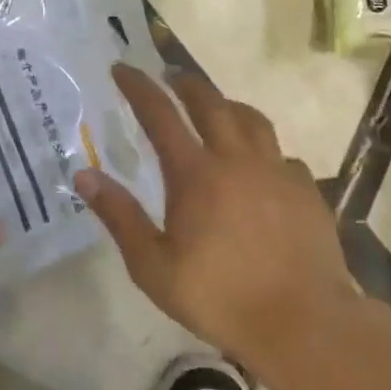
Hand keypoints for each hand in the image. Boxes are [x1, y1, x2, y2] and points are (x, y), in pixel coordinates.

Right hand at [76, 65, 356, 378]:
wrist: (303, 322)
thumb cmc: (220, 297)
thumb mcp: (154, 266)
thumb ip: (120, 216)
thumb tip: (84, 176)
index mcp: (196, 173)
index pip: (160, 114)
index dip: (138, 87)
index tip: (122, 67)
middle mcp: (237, 159)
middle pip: (210, 102)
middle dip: (186, 83)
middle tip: (171, 75)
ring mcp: (277, 170)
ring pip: (252, 119)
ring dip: (228, 105)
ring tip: (218, 107)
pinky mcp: (306, 189)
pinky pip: (281, 154)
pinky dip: (264, 149)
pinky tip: (261, 166)